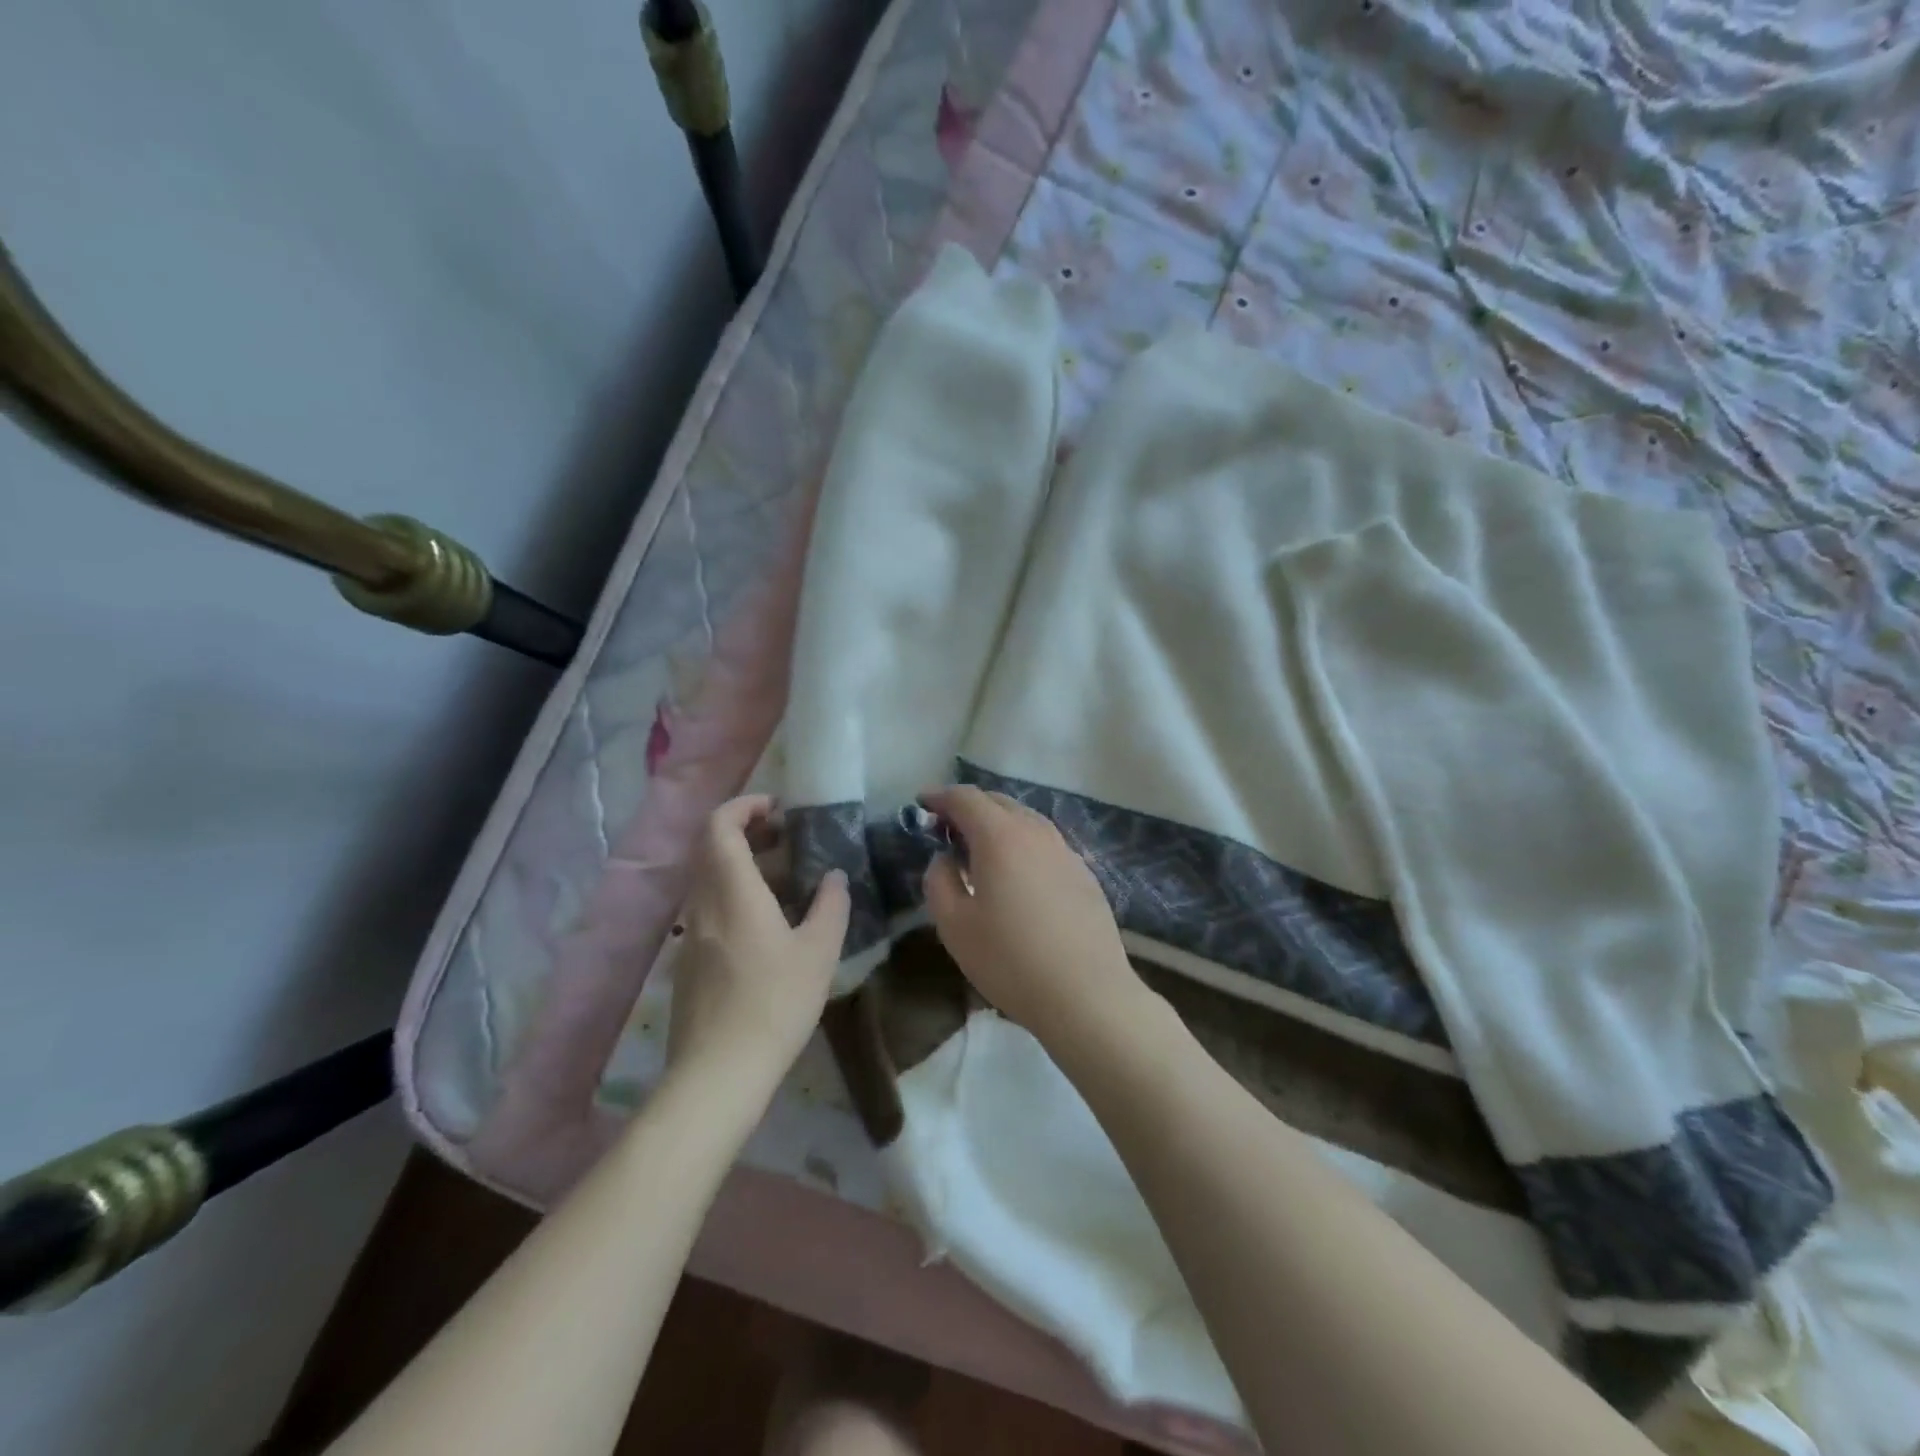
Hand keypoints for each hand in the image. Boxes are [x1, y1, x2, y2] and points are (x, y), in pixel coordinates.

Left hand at [668, 796, 849, 1100]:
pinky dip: (735, 896)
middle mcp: (703, 904)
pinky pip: (709, 909)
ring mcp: (691, 935)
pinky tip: (767, 926)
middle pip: (711, 849)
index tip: (778, 809)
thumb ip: (830, 905)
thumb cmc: (775, 1003)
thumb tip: (834, 876)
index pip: (720, 826)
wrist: (718, 1074)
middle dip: (747, 832)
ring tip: (786, 881)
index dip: (744, 806)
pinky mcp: (688, 963)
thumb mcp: (819, 952)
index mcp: (733, 891)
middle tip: (787, 839)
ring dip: (742, 866)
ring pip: (710, 880)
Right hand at [920, 786, 1143, 1045]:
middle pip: (998, 802)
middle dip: (968, 807)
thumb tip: (945, 859)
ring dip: (998, 823)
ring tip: (980, 849)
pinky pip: (1045, 843)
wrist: (1087, 994)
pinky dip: (1022, 843)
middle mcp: (1035, 831)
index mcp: (1000, 836)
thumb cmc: (1011, 960)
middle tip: (946, 828)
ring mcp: (1065, 850)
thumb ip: (939, 881)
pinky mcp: (1084, 873)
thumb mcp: (954, 926)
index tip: (921, 803)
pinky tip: (1018, 874)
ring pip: (1025, 820)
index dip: (940, 796)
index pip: (965, 797)